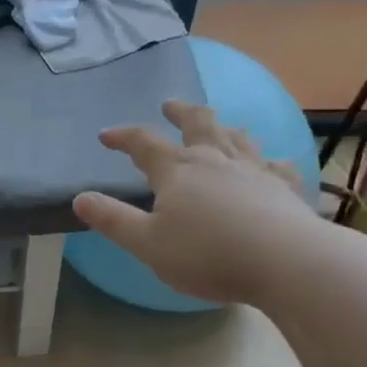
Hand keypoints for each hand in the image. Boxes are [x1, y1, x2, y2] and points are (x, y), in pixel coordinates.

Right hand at [74, 100, 310, 304]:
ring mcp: (254, 169)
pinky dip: (270, 160)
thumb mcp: (147, 244)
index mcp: (177, 170)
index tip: (106, 135)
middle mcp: (214, 159)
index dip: (122, 136)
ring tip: (218, 126)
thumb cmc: (208, 255)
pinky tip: (273, 163)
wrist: (285, 261)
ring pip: (236, 137)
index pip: (143, 143)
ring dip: (222, 127)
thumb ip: (113, 220)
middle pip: (196, 123)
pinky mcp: (284, 187)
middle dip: (180, 112)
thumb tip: (80, 198)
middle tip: (170, 105)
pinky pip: (277, 165)